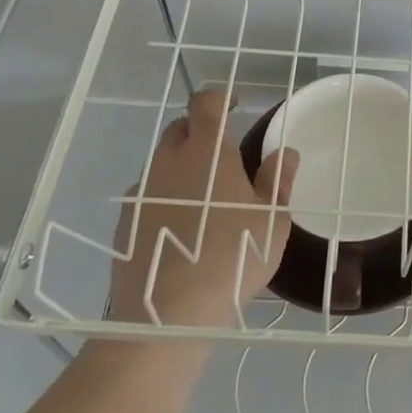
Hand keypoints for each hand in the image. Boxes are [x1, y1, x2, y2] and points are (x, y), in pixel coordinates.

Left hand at [111, 88, 297, 327]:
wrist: (168, 314)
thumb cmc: (232, 257)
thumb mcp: (271, 221)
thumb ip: (277, 181)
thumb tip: (285, 153)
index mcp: (207, 151)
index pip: (205, 103)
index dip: (220, 97)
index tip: (234, 104)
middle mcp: (169, 161)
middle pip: (180, 129)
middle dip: (201, 132)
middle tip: (223, 157)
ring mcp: (142, 191)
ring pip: (163, 163)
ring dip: (182, 168)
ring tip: (203, 200)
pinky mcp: (126, 221)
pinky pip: (148, 195)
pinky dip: (164, 199)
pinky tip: (180, 230)